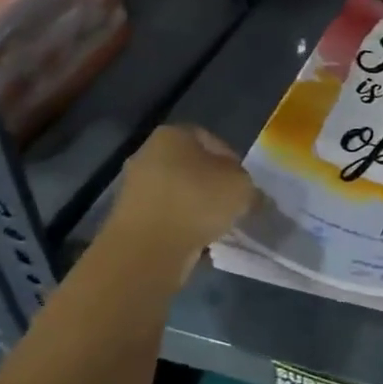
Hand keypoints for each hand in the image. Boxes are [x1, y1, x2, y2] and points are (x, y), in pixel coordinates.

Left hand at [108, 125, 254, 269]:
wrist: (148, 248)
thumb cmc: (197, 202)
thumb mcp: (242, 188)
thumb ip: (251, 188)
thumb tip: (253, 197)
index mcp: (173, 134)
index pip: (211, 140)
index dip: (233, 162)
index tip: (245, 185)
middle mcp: (148, 153)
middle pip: (192, 167)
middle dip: (214, 186)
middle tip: (234, 206)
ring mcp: (135, 186)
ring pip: (179, 193)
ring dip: (198, 208)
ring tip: (218, 227)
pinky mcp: (130, 217)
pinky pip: (167, 217)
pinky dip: (182, 226)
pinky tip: (199, 242)